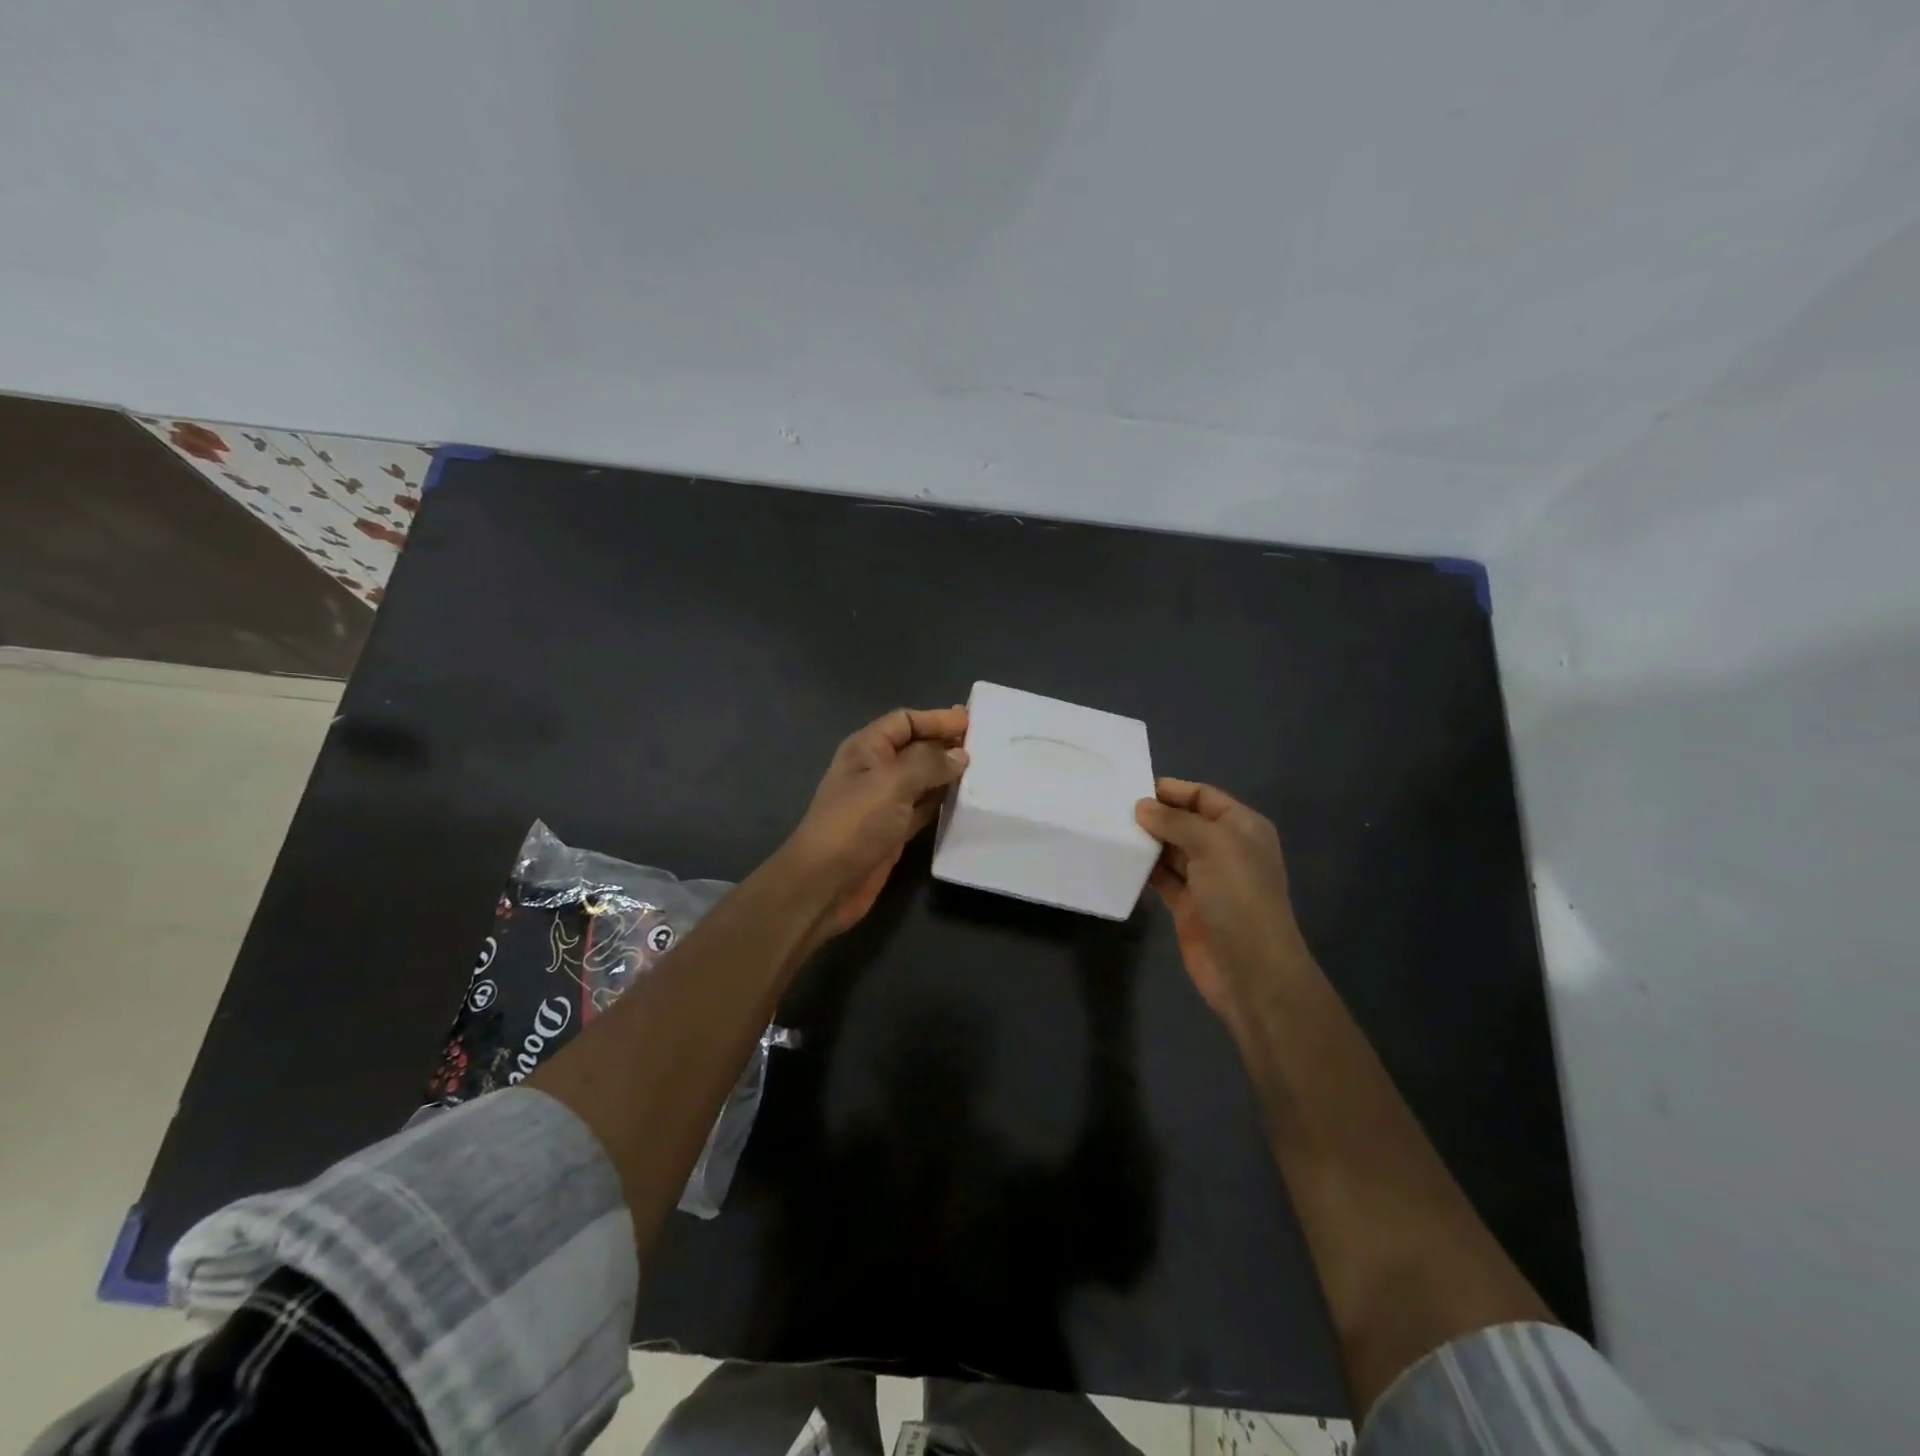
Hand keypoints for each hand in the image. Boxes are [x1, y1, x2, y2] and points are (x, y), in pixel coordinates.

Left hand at [780, 705, 969, 942]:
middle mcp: (876, 770)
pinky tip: (968, 801)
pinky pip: (924, 808)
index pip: (905, 721)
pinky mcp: (894, 830)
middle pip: (916, 748)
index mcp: (867, 748)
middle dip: (947, 745)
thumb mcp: (892, 784)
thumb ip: (929, 764)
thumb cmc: (855, 823)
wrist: (826, 883)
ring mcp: (885, 802)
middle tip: (988, 746)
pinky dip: (943, 803)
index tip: (972, 722)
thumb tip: (960, 755)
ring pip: (923, 780)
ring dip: (949, 775)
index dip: (936, 719)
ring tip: (986, 771)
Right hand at [1135, 778, 1310, 1027]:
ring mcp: (1206, 879)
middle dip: (1154, 815)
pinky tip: (1118, 860)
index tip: (1133, 788)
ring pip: (1170, 850)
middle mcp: (1225, 849)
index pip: (1204, 796)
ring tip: (1108, 830)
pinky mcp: (1187, 905)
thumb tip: (1142, 806)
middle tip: (1111, 808)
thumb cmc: (1238, 897)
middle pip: (1185, 822)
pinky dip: (1143, 869)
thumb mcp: (1212, 846)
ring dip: (1145, 841)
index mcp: (1242, 828)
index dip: (1173, 790)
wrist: (1250, 969)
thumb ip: (1175, 821)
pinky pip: (1161, 878)